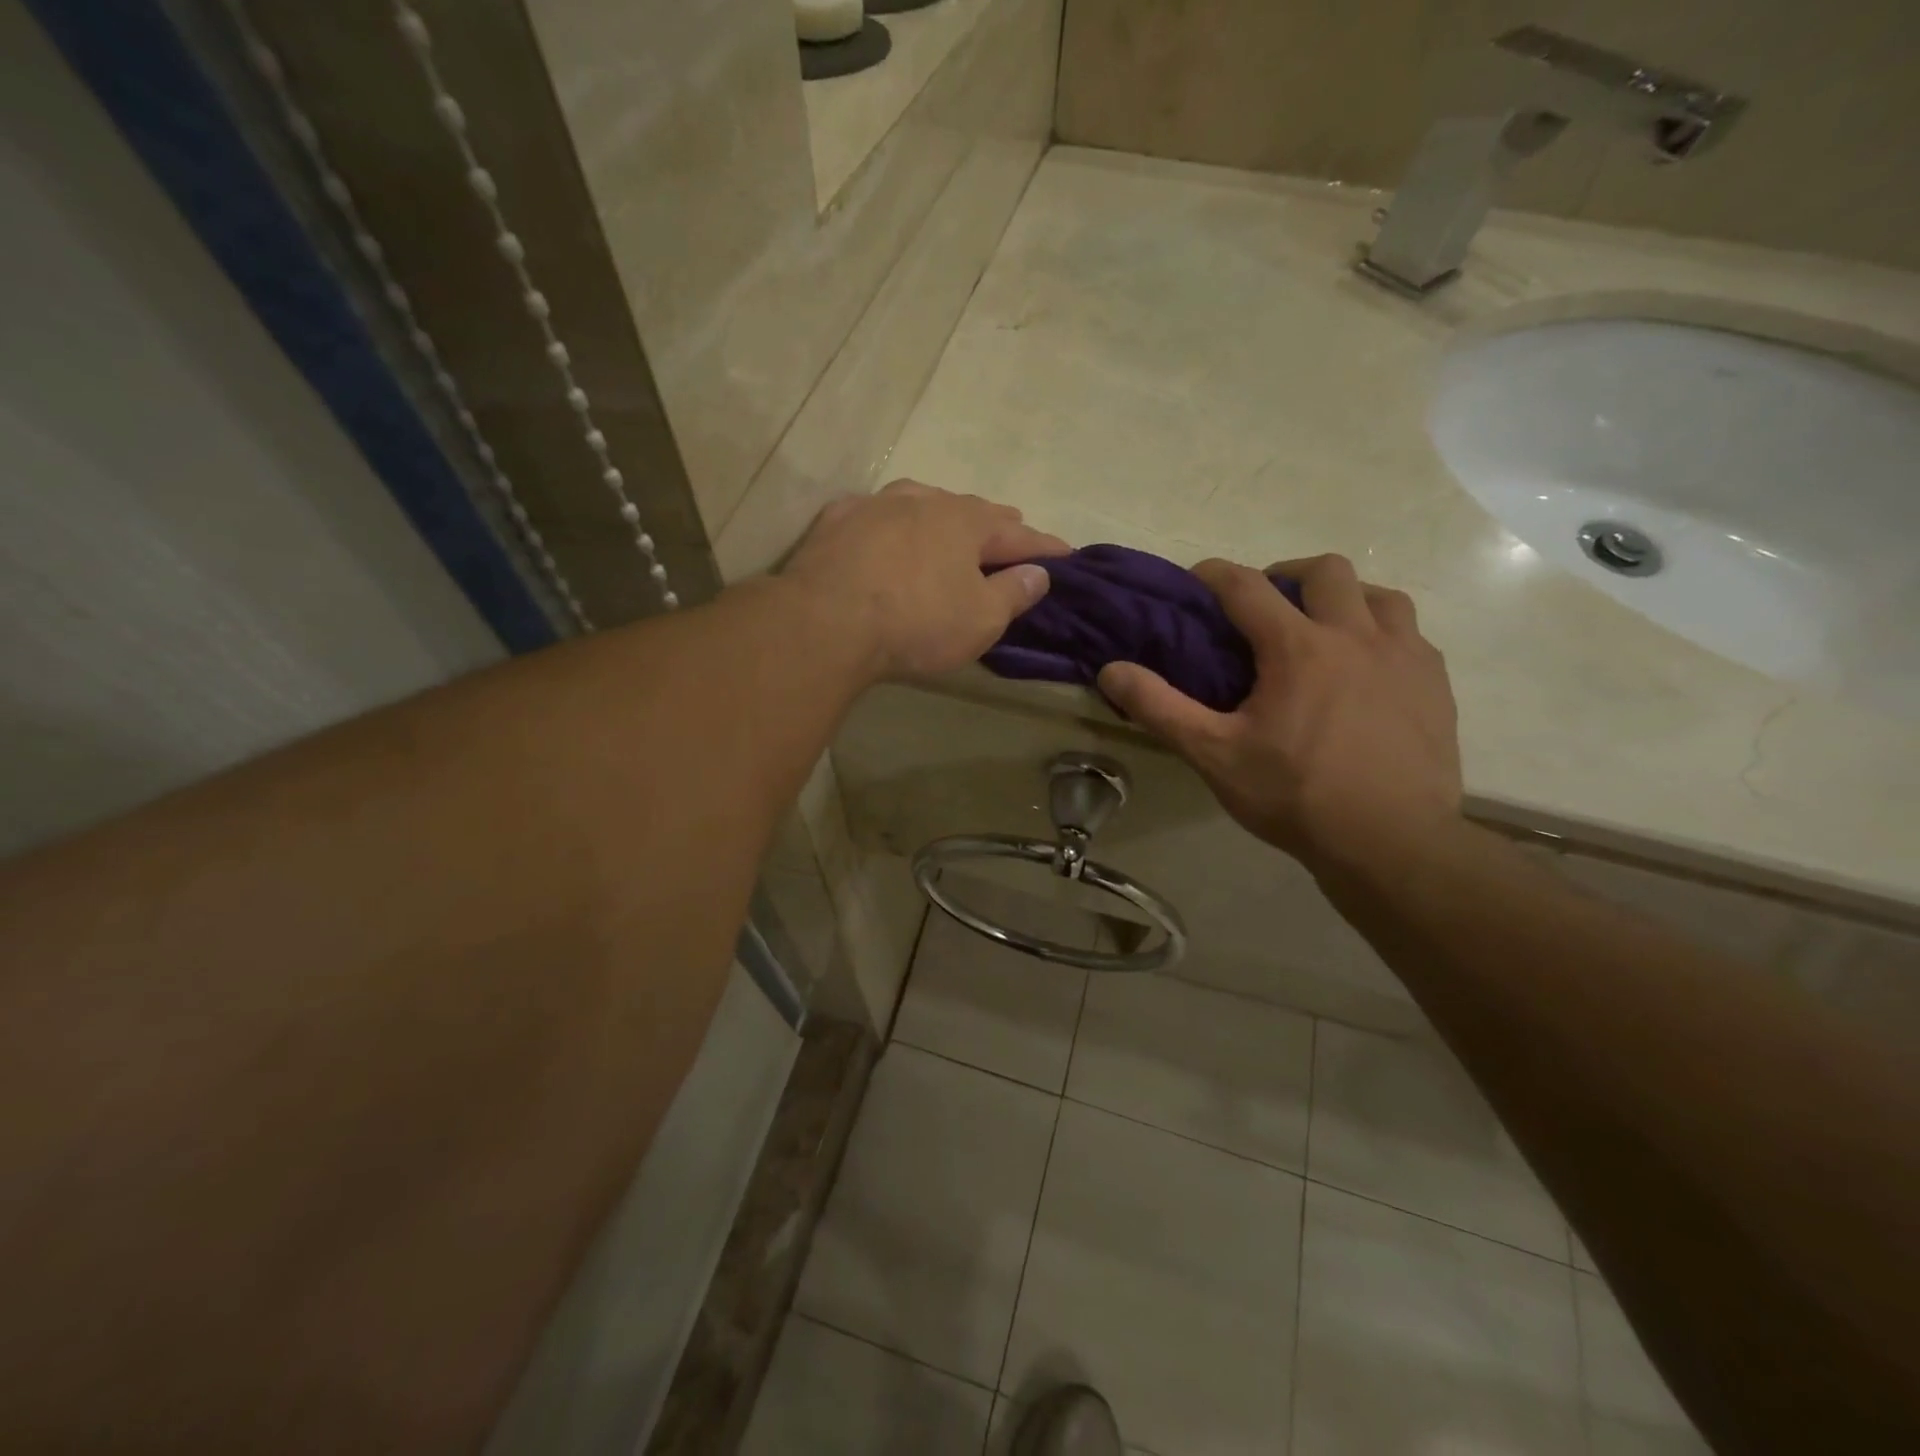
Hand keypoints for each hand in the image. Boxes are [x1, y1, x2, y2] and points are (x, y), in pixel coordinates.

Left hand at [784, 480, 1069, 680]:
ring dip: (943, 514)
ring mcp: (877, 505)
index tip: (1067, 554)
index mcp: (967, 523)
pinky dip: (893, 522)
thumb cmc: (916, 623)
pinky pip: (877, 514)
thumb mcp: (980, 620)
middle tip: (1013, 530)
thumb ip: (1013, 593)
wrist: (826, 621)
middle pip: (971, 510)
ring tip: (952, 523)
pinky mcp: (837, 520)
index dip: (1045, 547)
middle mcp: (925, 501)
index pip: (1019, 533)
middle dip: (997, 523)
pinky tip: (887, 529)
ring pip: (921, 501)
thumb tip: (1038, 573)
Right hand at [1098, 555, 1462, 878]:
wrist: (1391, 843)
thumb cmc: (1295, 796)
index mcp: (1298, 648)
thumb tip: (1111, 670)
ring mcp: (1406, 656)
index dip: (1216, 574)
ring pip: (1380, 595)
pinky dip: (1381, 634)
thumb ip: (1160, 708)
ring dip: (1344, 599)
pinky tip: (1367, 670)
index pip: (1247, 586)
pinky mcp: (1435, 684)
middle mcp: (1356, 636)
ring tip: (1322, 631)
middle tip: (1266, 608)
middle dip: (1287, 574)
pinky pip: (1411, 634)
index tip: (1197, 579)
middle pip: (1324, 571)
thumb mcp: (1214, 755)